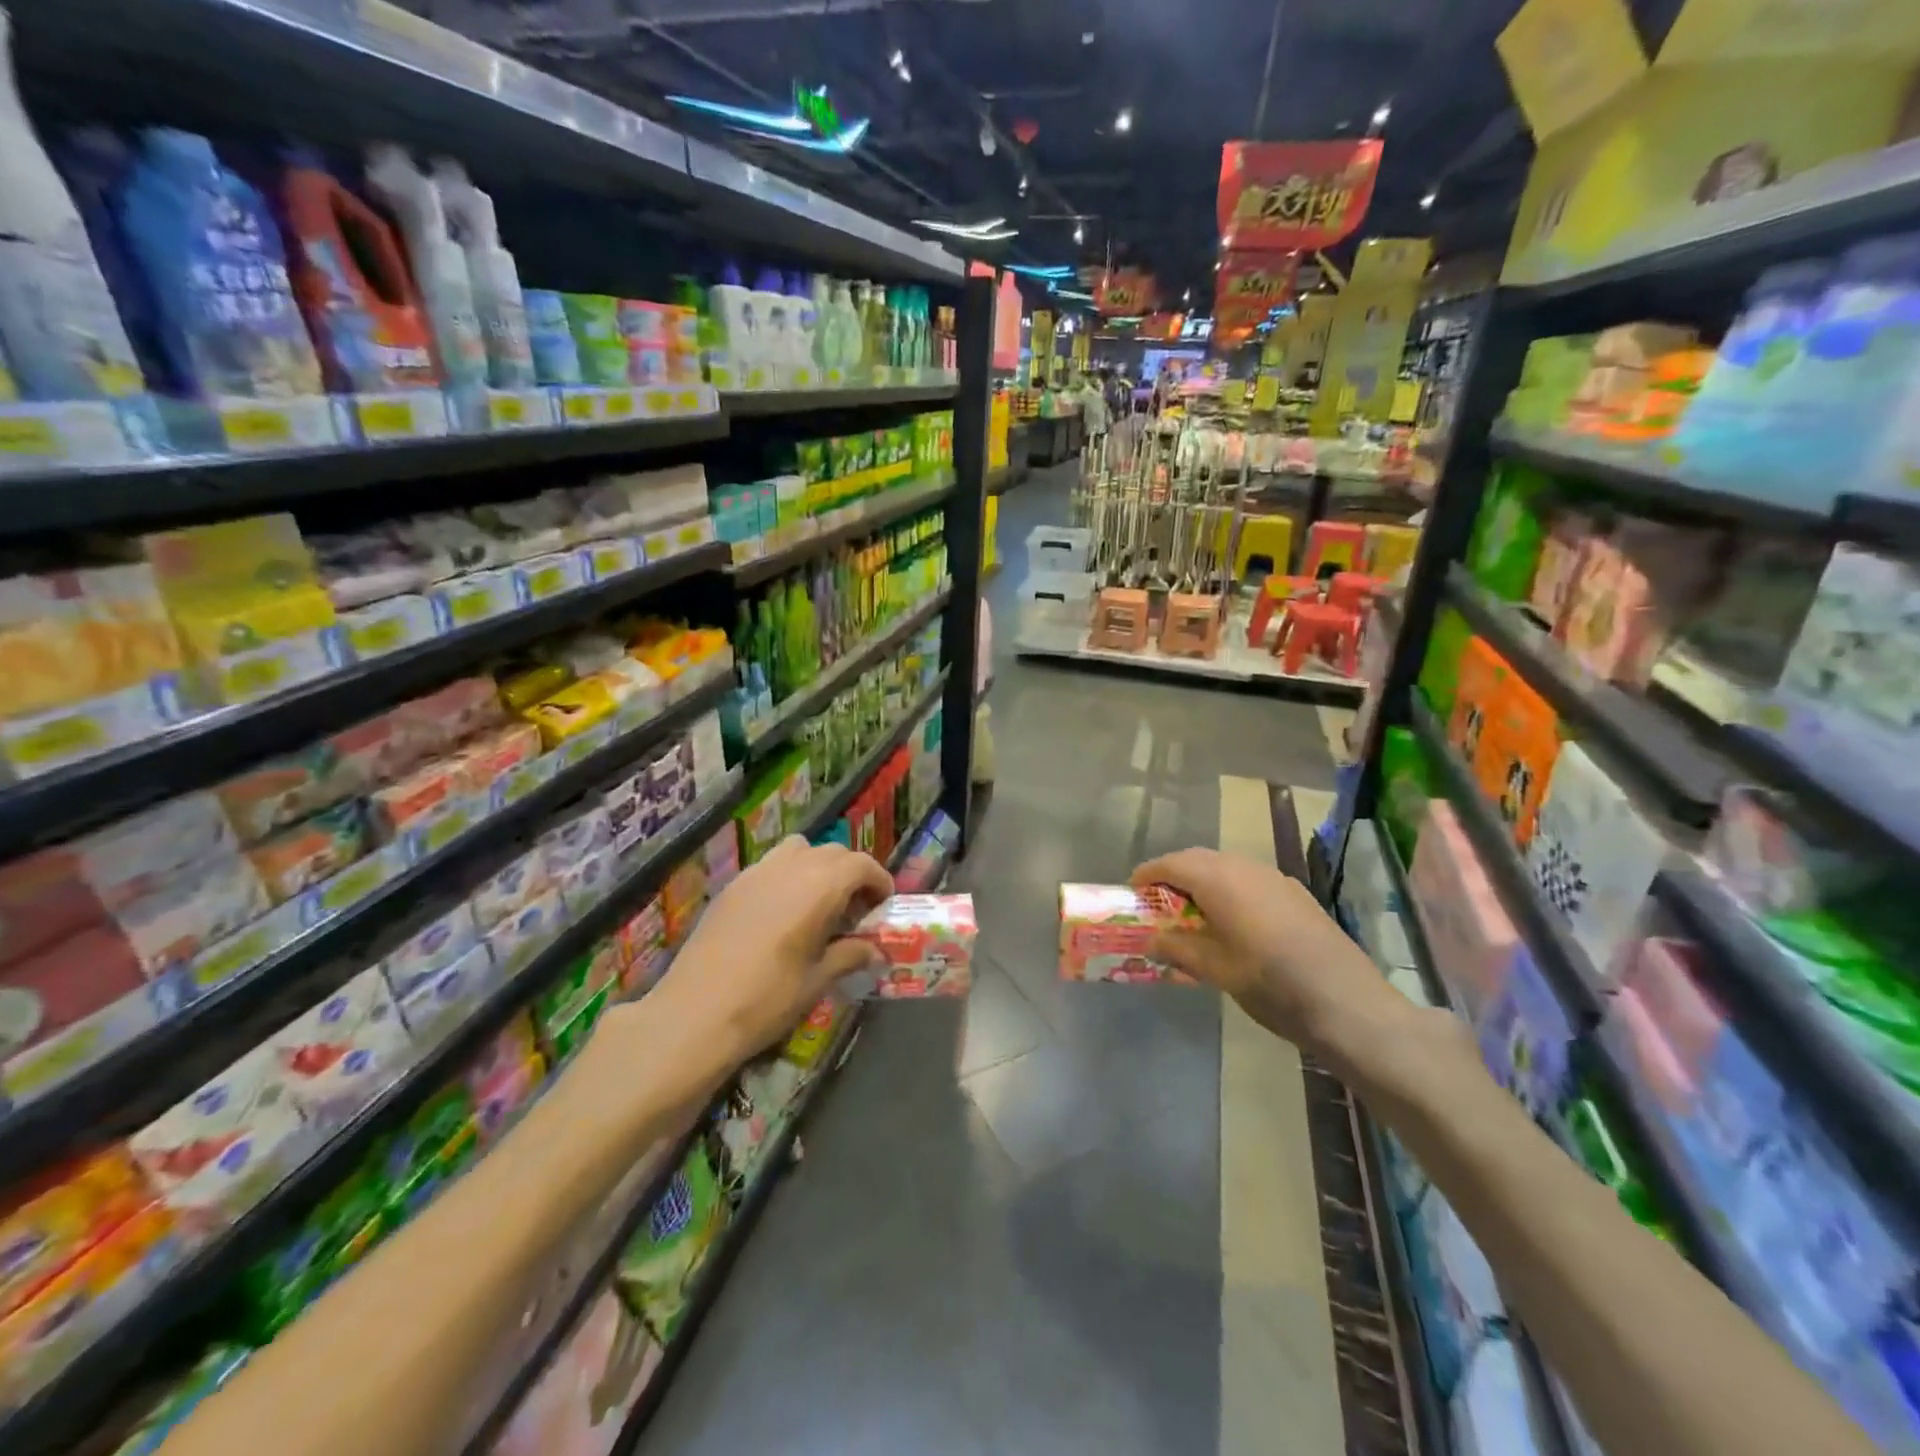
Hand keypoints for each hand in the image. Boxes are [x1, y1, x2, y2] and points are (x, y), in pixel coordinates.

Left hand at [655, 836, 892, 1060]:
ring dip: (817, 867)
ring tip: (819, 904)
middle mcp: (789, 868)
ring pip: (798, 850)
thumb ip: (849, 956)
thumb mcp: (816, 980)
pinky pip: (770, 865)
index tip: (883, 904)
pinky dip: (788, 875)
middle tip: (856, 909)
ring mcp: (756, 873)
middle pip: (832, 852)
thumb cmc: (766, 999)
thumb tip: (875, 952)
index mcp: (818, 887)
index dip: (878, 880)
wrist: (693, 1014)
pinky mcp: (732, 886)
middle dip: (851, 873)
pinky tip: (783, 913)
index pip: (860, 864)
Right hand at [1130, 848, 1409, 1062]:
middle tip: (1157, 904)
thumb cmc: (1271, 984)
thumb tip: (1151, 942)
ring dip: (1203, 882)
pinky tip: (1232, 923)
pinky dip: (1229, 891)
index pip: (1172, 863)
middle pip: (1199, 860)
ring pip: (1226, 868)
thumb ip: (1178, 950)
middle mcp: (1246, 868)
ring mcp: (1275, 879)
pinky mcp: (1295, 895)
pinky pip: (1249, 880)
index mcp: (1220, 880)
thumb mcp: (1215, 970)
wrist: (1348, 1004)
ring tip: (1191, 915)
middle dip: (1174, 875)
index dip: (1148, 874)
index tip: (1132, 891)